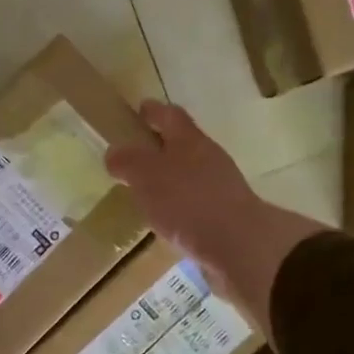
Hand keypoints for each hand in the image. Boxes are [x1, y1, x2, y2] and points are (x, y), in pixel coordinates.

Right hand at [106, 100, 327, 332]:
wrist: (239, 244)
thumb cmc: (188, 201)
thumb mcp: (146, 176)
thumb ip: (128, 161)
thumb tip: (114, 152)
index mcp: (189, 140)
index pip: (170, 115)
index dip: (154, 111)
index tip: (139, 109)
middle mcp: (208, 157)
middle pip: (182, 143)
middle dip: (160, 146)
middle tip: (135, 155)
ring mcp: (220, 187)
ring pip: (190, 173)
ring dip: (170, 178)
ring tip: (146, 190)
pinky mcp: (224, 215)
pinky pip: (195, 202)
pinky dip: (179, 204)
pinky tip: (166, 219)